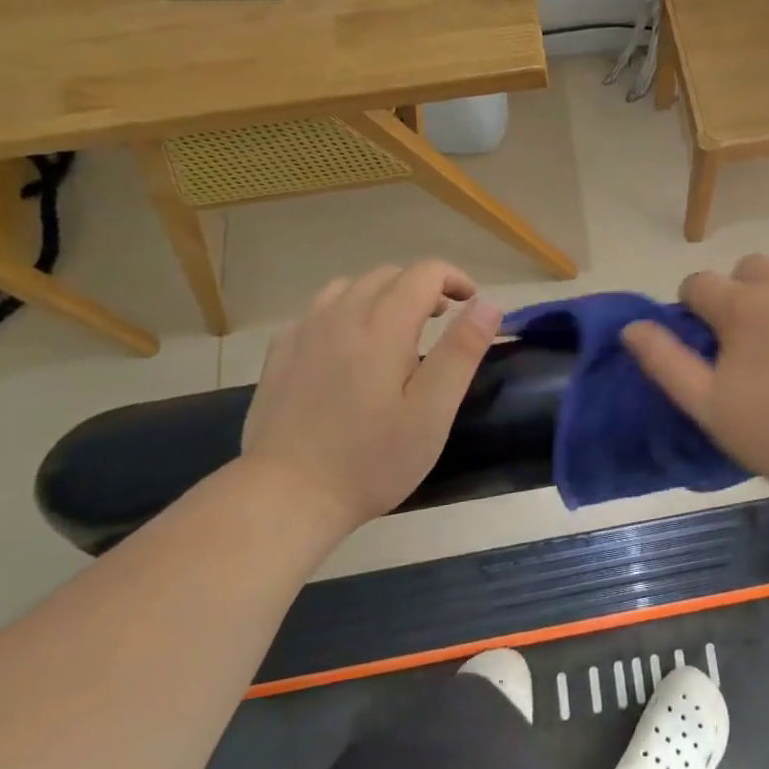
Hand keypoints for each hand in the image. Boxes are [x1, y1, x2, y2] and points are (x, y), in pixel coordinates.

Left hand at [241, 261, 501, 529]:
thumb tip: (487, 304)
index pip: (424, 273)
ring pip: (350, 287)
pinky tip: (350, 346)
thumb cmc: (372, 458)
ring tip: (397, 329)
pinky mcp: (281, 352)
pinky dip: (346, 312)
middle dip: (422, 287)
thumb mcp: (432, 411)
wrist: (287, 495)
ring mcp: (304, 331)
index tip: (472, 303)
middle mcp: (340, 315)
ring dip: (382, 295)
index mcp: (382, 326)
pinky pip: (319, 310)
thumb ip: (461, 351)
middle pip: (388, 275)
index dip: (455, 278)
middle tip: (441, 321)